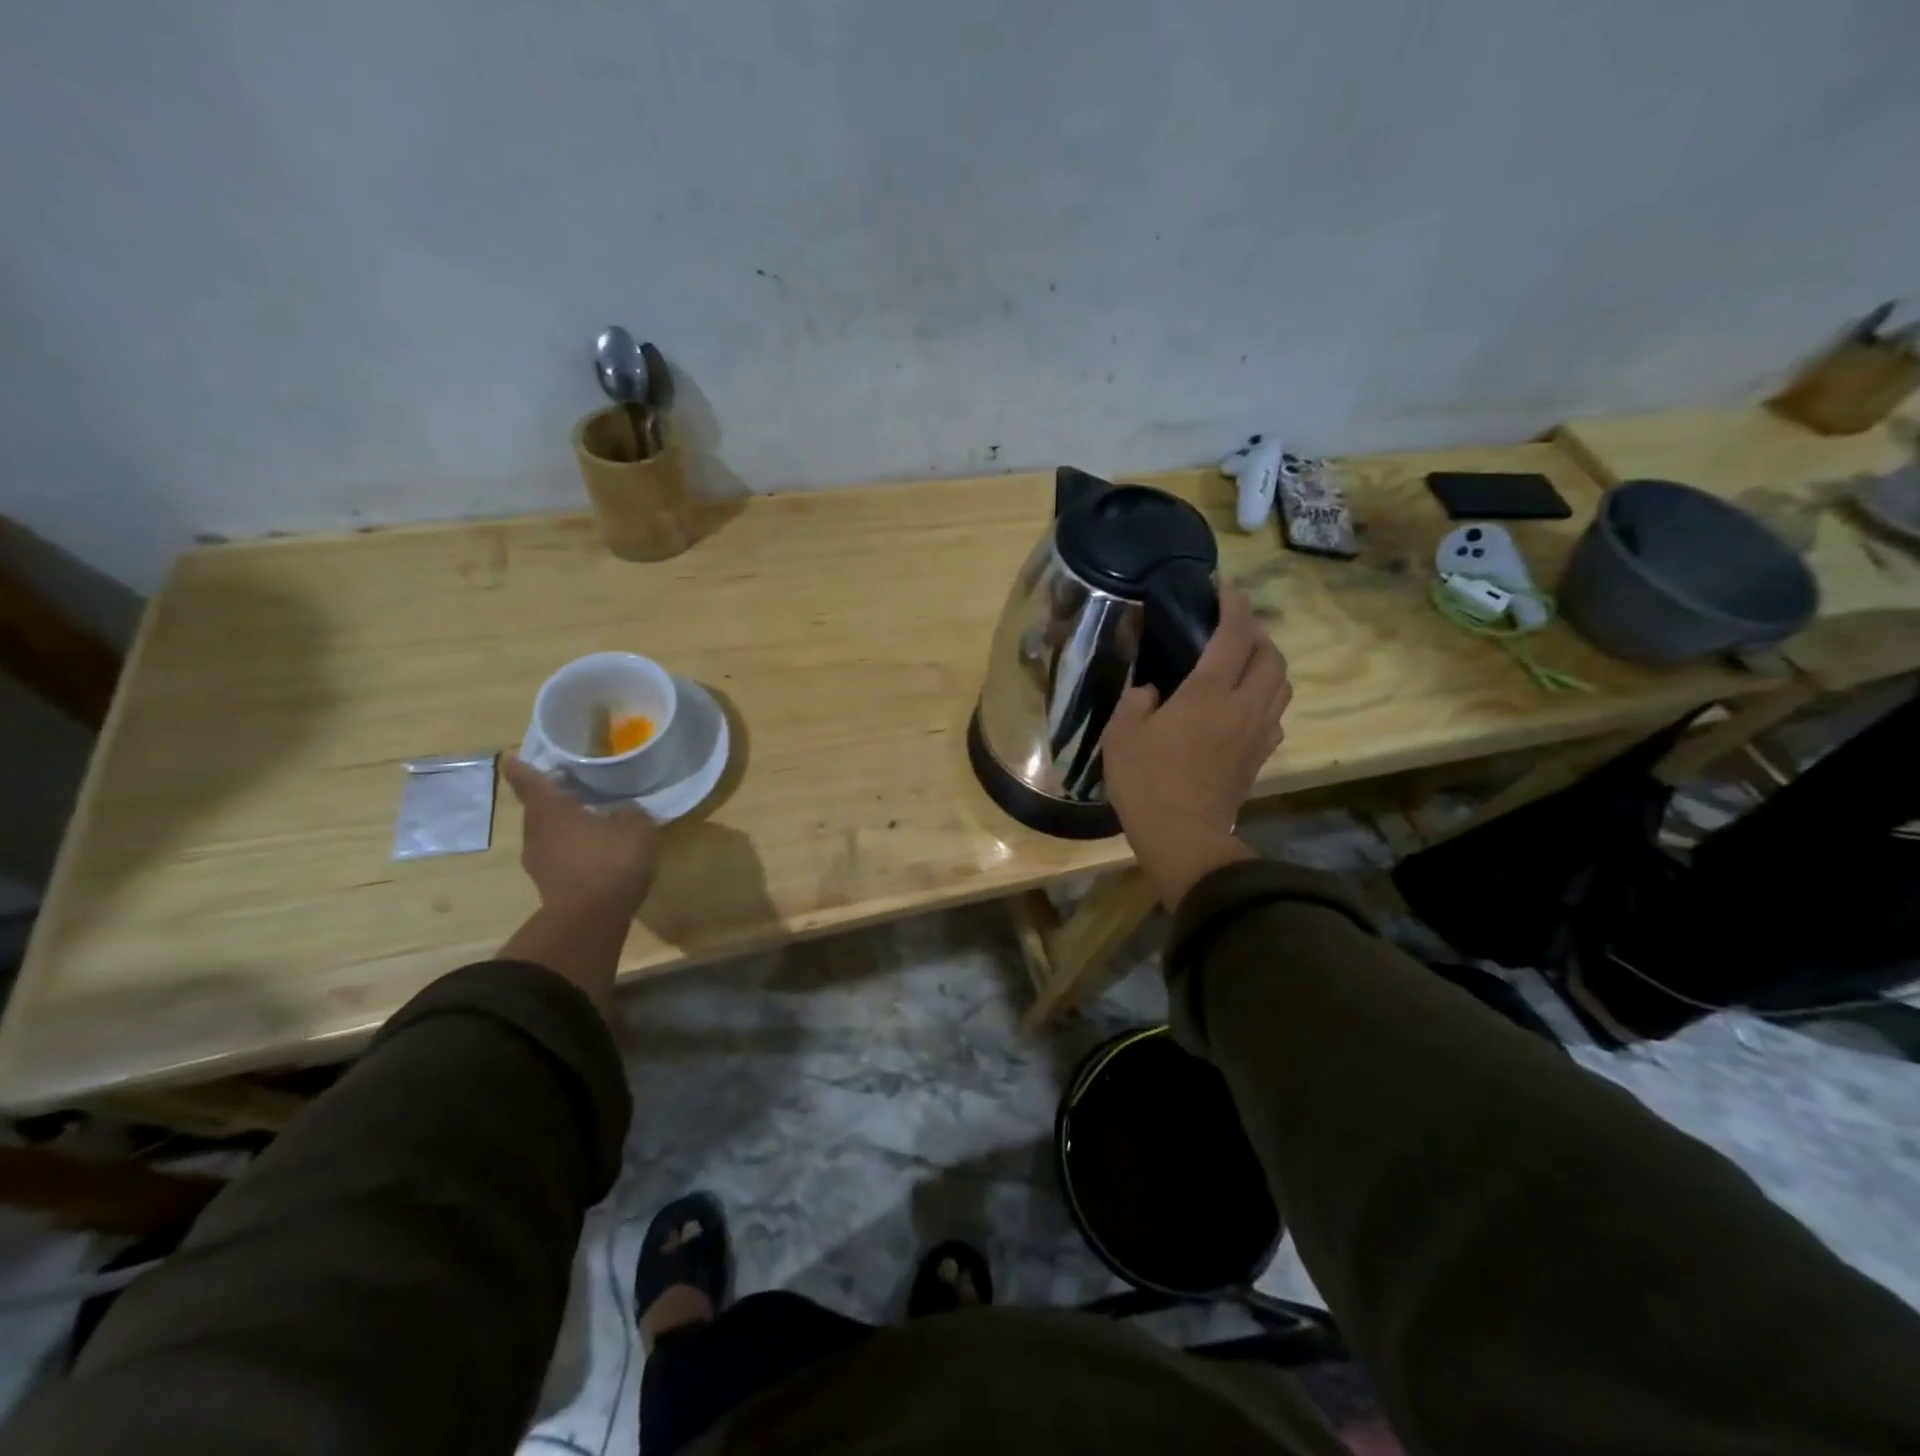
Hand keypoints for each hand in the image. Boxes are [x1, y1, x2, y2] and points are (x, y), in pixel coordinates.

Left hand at [502, 755, 660, 916]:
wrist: (591, 919)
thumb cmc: (610, 861)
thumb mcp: (636, 828)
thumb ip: (630, 813)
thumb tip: (624, 811)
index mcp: (551, 810)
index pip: (530, 782)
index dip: (522, 769)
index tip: (511, 758)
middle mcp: (537, 833)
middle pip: (539, 810)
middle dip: (552, 799)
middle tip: (571, 788)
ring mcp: (539, 863)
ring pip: (549, 836)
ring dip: (564, 829)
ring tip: (589, 822)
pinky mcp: (551, 887)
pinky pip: (560, 860)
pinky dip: (573, 853)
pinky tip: (596, 855)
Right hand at [1101, 587, 1290, 907]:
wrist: (1184, 837)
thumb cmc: (1147, 783)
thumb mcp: (1122, 735)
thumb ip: (1137, 701)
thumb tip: (1152, 692)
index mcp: (1209, 693)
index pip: (1234, 635)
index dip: (1233, 605)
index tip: (1222, 589)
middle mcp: (1244, 705)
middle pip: (1271, 655)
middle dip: (1256, 632)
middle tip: (1230, 628)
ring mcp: (1258, 733)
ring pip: (1281, 683)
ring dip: (1267, 663)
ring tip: (1241, 662)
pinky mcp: (1261, 756)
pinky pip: (1276, 713)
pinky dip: (1266, 696)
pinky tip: (1243, 704)